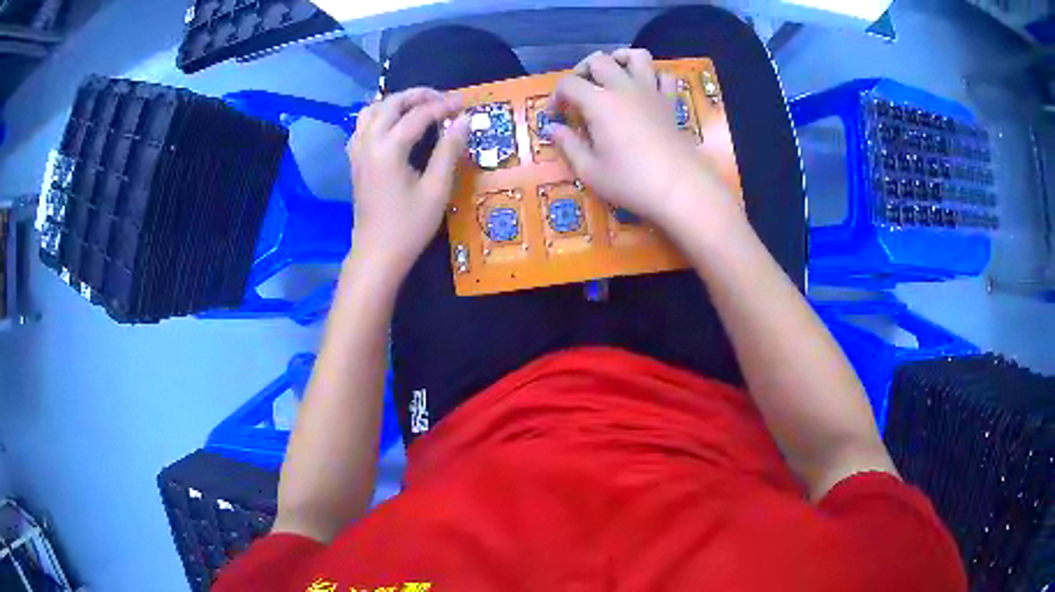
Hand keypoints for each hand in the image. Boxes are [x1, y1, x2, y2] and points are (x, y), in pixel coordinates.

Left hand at [346, 88, 469, 279]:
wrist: (377, 253)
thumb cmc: (409, 225)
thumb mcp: (436, 189)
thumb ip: (449, 150)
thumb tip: (464, 120)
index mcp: (389, 149)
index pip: (419, 115)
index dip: (444, 106)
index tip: (465, 102)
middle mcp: (369, 143)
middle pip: (391, 104)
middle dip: (418, 95)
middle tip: (443, 99)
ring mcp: (358, 151)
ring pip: (371, 110)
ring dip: (396, 102)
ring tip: (419, 107)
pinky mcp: (355, 161)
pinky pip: (362, 126)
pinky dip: (379, 116)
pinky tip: (394, 125)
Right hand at [551, 49, 741, 235]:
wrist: (680, 189)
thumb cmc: (631, 182)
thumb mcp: (590, 171)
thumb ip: (568, 145)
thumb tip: (552, 128)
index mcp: (599, 103)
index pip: (569, 84)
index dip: (555, 96)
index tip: (554, 115)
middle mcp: (624, 88)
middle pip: (599, 60)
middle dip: (583, 70)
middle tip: (580, 92)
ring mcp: (651, 91)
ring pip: (636, 56)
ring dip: (620, 60)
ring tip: (612, 76)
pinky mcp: (670, 102)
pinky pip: (664, 75)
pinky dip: (653, 76)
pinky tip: (645, 89)